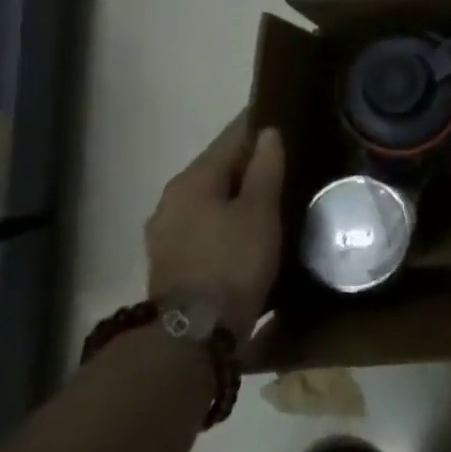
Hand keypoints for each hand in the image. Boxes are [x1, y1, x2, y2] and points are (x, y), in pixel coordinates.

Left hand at [145, 113, 284, 335]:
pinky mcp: (170, 259)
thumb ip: (265, 168)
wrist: (193, 334)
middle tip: (284, 158)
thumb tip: (268, 132)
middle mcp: (171, 199)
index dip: (256, 127)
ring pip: (209, 197)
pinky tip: (246, 226)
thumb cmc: (232, 262)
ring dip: (236, 192)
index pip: (229, 139)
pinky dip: (225, 216)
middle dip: (247, 161)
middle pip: (216, 168)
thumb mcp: (260, 211)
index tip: (280, 117)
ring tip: (269, 193)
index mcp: (192, 180)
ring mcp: (166, 231)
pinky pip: (204, 222)